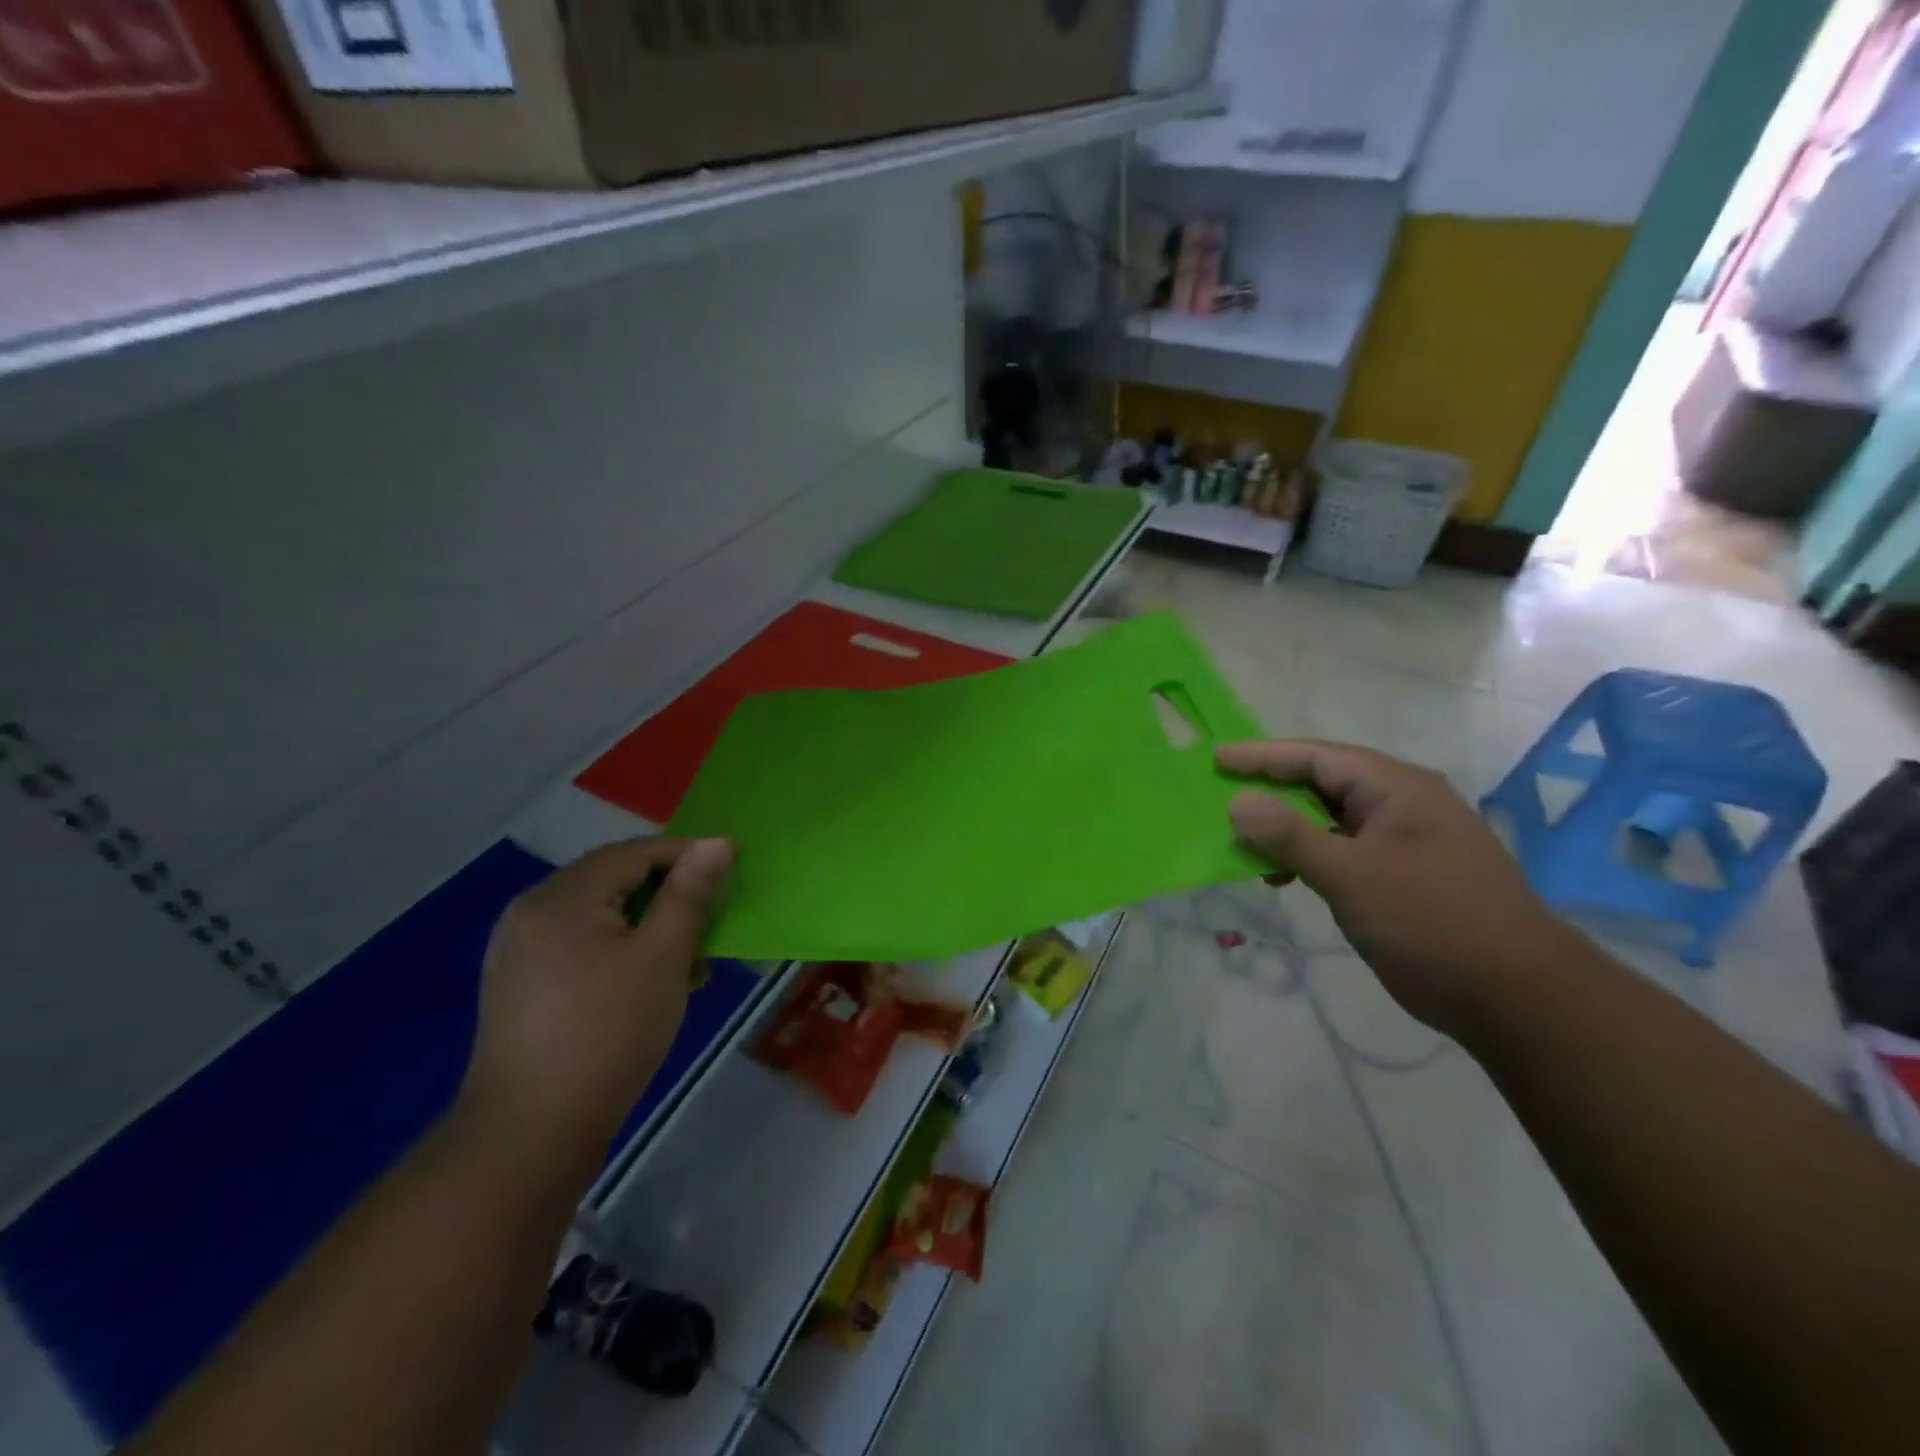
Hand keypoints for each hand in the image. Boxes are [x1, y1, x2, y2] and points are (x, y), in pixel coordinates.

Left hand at [460, 837, 733, 1170]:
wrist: (530, 1135)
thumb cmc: (609, 1033)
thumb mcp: (663, 956)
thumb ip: (690, 893)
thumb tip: (717, 842)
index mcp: (562, 896)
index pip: (635, 852)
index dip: (688, 855)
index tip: (732, 871)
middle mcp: (532, 909)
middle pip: (615, 880)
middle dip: (670, 895)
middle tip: (713, 921)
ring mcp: (519, 949)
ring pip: (600, 915)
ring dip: (649, 925)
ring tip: (688, 960)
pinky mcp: (520, 983)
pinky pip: (580, 944)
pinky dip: (620, 950)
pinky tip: (648, 983)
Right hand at [1218, 739, 1568, 1037]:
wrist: (1519, 997)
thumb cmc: (1431, 921)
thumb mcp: (1350, 875)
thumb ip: (1289, 835)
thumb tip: (1237, 801)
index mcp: (1397, 788)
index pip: (1317, 756)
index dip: (1262, 755)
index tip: (1216, 758)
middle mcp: (1403, 803)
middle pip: (1324, 781)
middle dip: (1271, 788)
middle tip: (1223, 794)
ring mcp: (1407, 839)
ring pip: (1332, 817)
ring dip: (1288, 827)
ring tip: (1247, 843)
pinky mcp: (1405, 873)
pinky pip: (1344, 848)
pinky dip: (1310, 855)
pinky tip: (1286, 875)